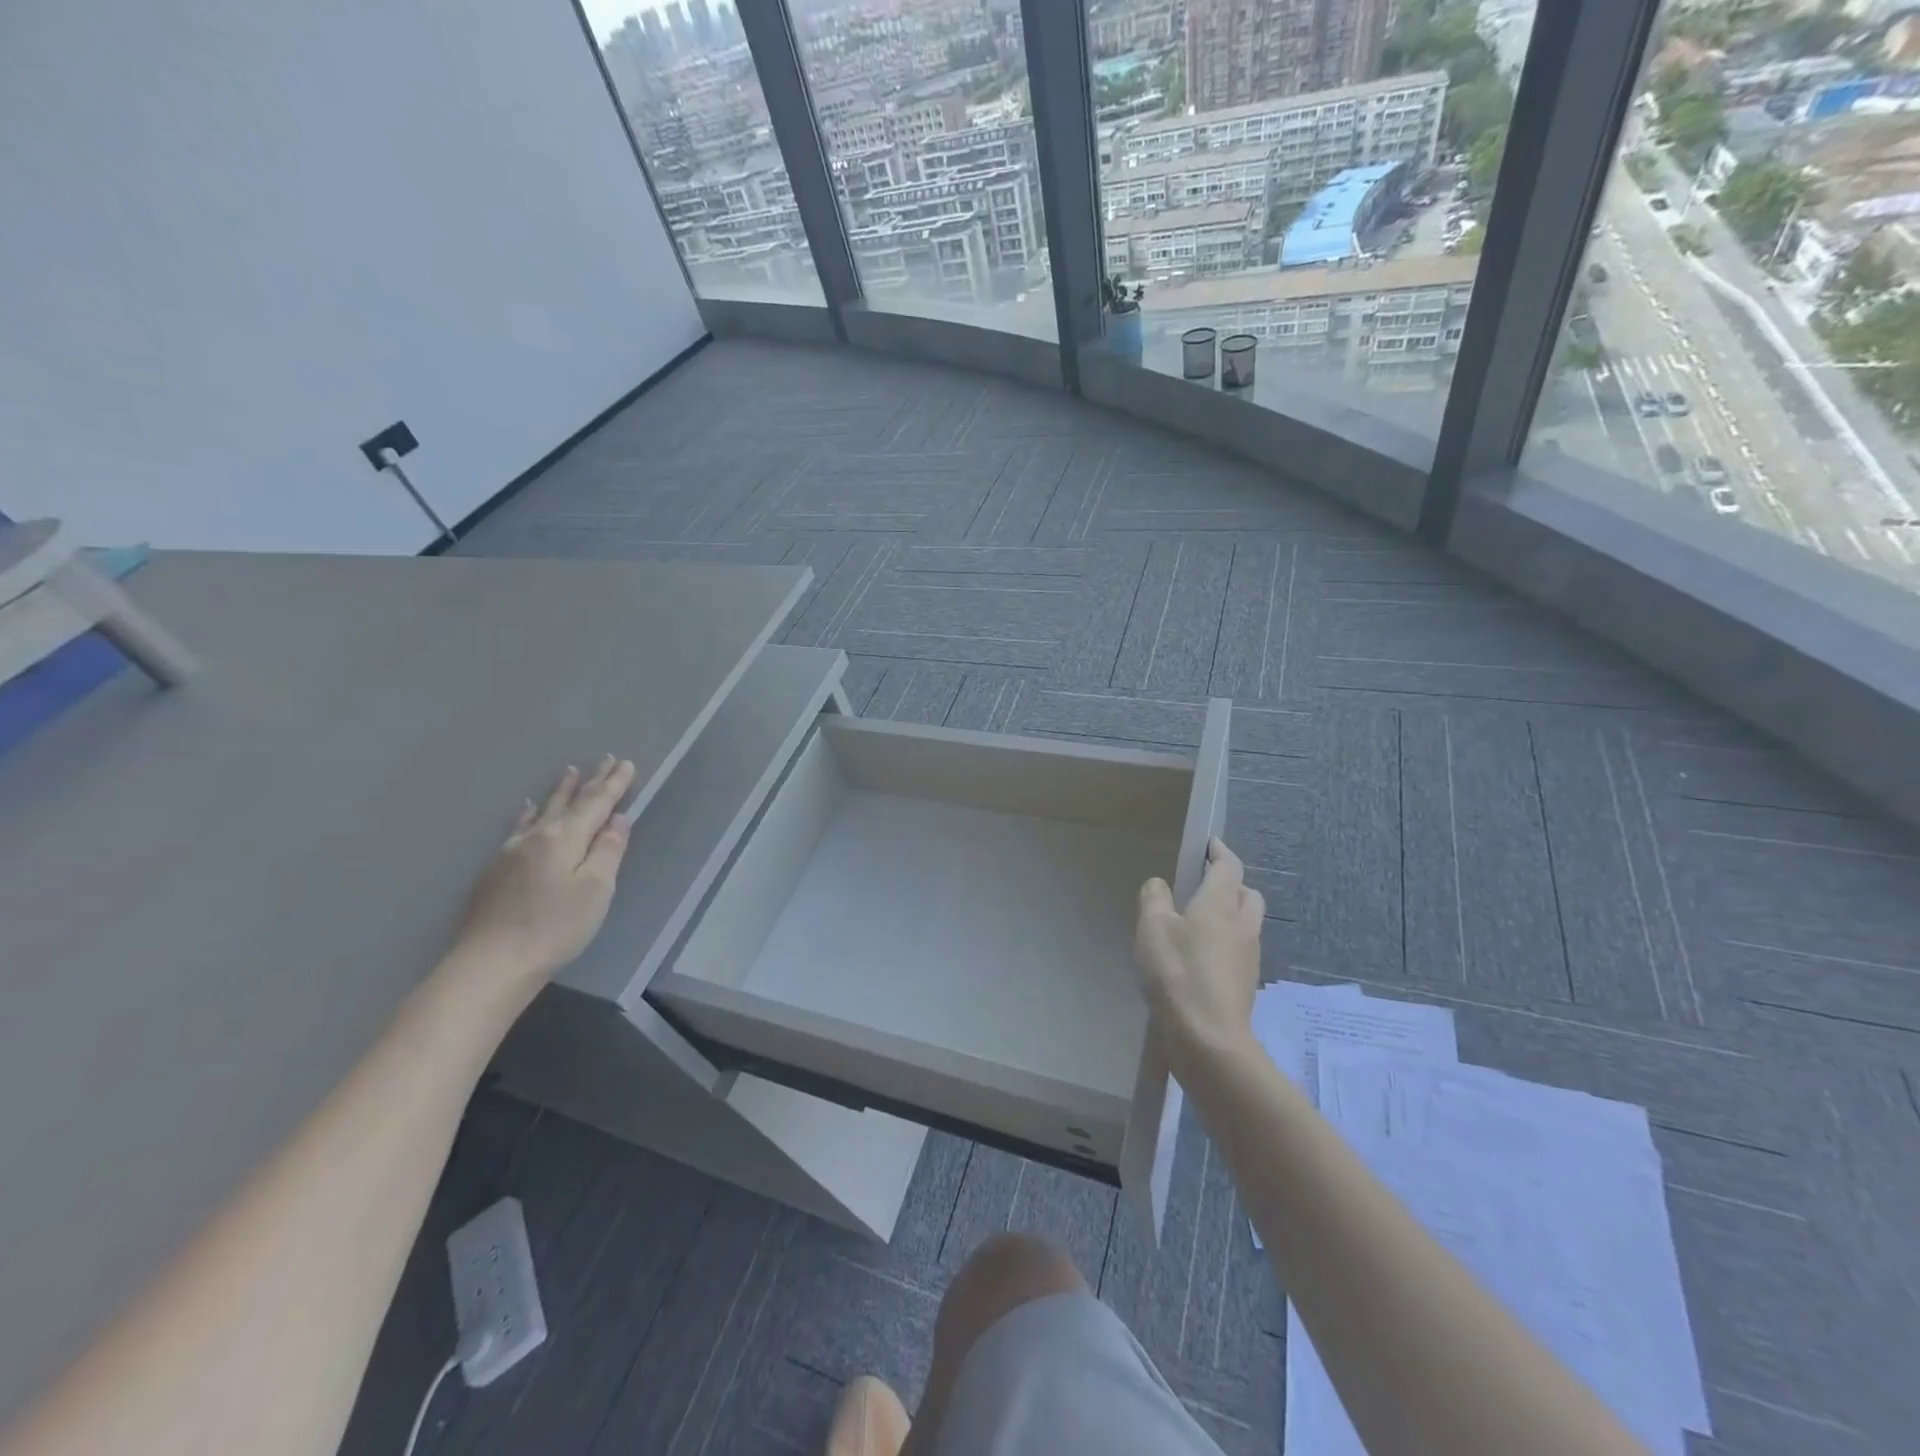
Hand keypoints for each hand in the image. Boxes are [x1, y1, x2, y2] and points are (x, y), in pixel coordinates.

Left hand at [450, 756, 635, 988]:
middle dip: (591, 781)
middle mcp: (537, 837)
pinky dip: (528, 814)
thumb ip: (608, 850)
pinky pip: (518, 827)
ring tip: (570, 772)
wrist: (491, 963)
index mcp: (565, 839)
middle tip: (606, 759)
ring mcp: (511, 852)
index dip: (614, 784)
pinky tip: (526, 808)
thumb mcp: (596, 889)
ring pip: (542, 811)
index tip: (627, 763)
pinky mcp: (495, 871)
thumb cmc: (555, 927)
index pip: (596, 804)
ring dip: (560, 792)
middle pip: (569, 803)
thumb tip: (617, 819)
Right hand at [1136, 839, 1264, 1073]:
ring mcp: (1248, 957)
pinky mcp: (1244, 984)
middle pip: (1246, 894)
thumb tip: (1159, 884)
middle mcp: (1242, 925)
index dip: (1220, 852)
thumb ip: (1154, 899)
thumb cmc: (1178, 973)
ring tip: (1198, 924)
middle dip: (1231, 884)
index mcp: (1220, 904)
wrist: (1208, 1038)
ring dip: (1229, 915)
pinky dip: (1224, 944)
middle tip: (1205, 886)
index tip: (1210, 844)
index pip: (1229, 867)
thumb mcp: (1152, 928)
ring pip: (1245, 924)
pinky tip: (1200, 958)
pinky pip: (1238, 951)